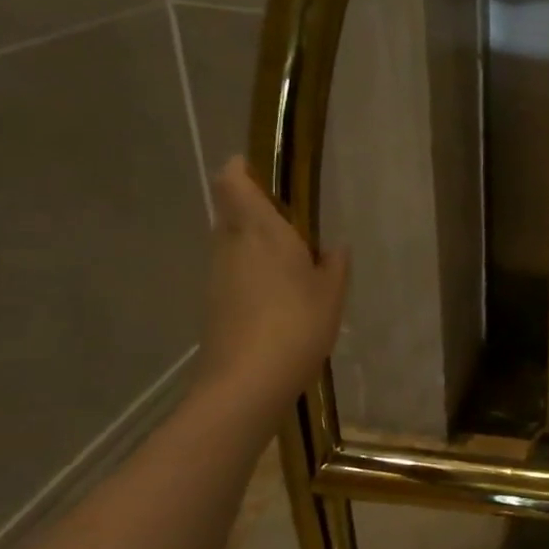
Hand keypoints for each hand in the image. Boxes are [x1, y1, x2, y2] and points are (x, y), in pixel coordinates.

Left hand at [191, 157, 348, 417]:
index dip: (240, 168)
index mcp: (261, 232)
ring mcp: (217, 275)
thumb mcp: (331, 293)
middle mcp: (231, 245)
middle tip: (293, 223)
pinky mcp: (214, 302)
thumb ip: (334, 264)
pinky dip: (252, 272)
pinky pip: (233, 271)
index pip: (233, 182)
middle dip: (255, 209)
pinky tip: (280, 297)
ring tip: (293, 264)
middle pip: (231, 211)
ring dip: (255, 243)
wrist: (246, 382)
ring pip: (231, 242)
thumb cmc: (297, 325)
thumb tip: (333, 248)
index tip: (260, 167)